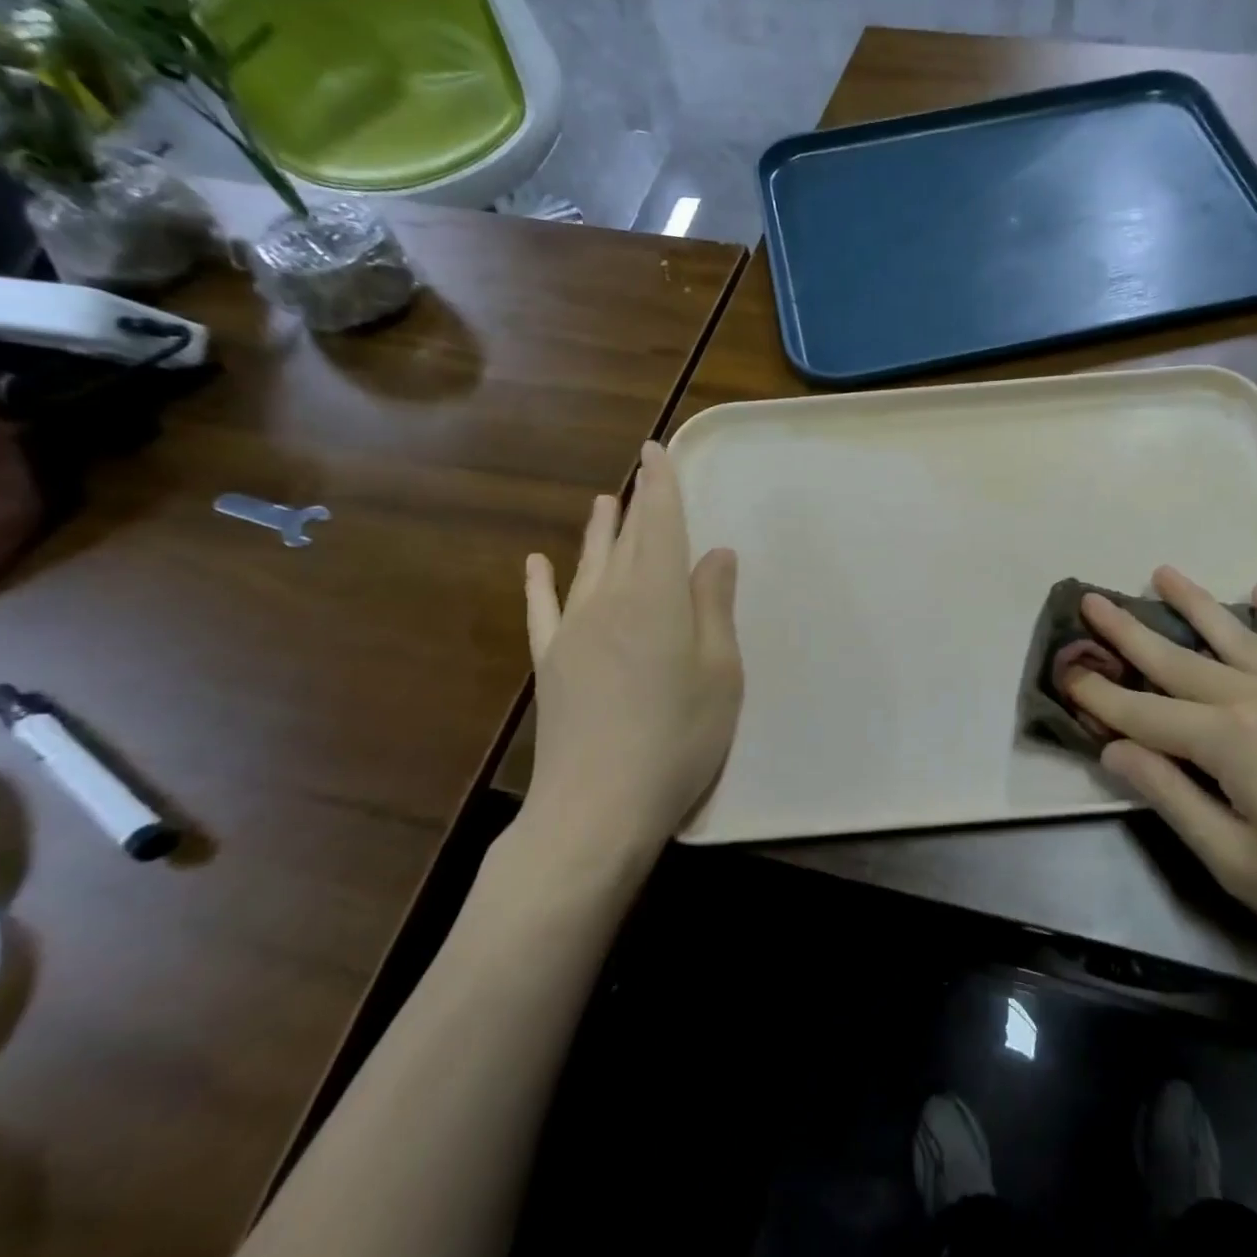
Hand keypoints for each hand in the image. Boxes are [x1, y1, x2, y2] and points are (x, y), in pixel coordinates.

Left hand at [512, 442, 742, 874]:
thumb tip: (715, 553)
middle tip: (640, 469)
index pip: (661, 525)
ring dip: (599, 532)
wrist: (598, 805)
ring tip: (603, 501)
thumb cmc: (678, 738)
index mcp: (658, 598)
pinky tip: (536, 564)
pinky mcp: (552, 663)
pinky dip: (541, 584)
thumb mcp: (720, 673)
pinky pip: (544, 610)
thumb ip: (714, 607)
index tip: (655, 451)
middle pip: (627, 539)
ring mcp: (574, 631)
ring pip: (588, 566)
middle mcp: (611, 601)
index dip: (661, 485)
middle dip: (636, 501)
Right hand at [1065, 567, 1256, 1013]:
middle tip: (1090, 599)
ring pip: (1238, 637)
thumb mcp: (1238, 864)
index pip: (1142, 713)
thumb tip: (1114, 750)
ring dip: (1196, 605)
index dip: (1098, 696)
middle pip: (1179, 660)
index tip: (1062, 674)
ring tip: (1163, 573)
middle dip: (1129, 632)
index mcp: (1228, 740)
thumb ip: (1171, 797)